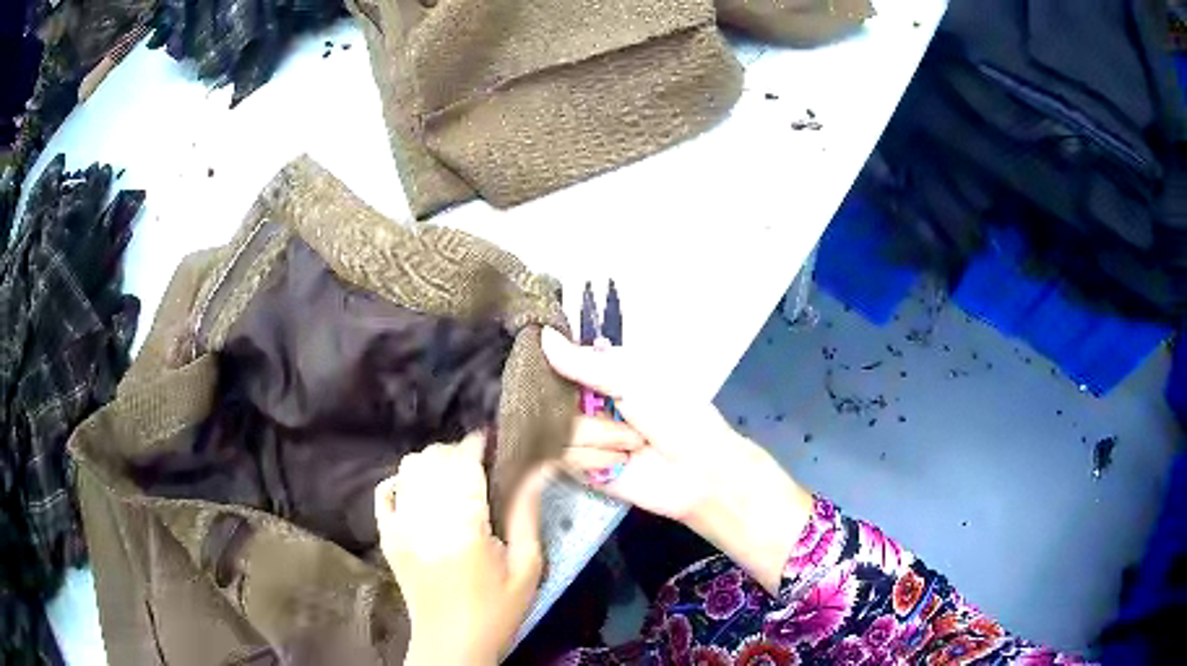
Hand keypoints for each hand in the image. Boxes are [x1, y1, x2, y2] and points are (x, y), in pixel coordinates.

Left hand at [374, 434, 550, 664]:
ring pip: (409, 468)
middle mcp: (425, 520)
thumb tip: (538, 467)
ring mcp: (399, 527)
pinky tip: (423, 491)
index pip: (462, 463)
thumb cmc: (497, 609)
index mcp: (463, 528)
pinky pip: (385, 491)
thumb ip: (527, 513)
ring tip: (454, 479)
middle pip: (433, 459)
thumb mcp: (527, 566)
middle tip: (479, 465)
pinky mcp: (387, 536)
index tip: (493, 442)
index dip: (476, 444)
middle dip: (457, 452)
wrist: (452, 644)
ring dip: (433, 463)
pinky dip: (402, 481)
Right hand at [542, 328, 813, 591]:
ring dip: (595, 436)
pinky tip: (618, 461)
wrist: (699, 473)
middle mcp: (587, 402)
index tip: (535, 360)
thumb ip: (584, 364)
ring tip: (631, 442)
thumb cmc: (677, 416)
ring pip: (554, 428)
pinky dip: (591, 458)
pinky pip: (560, 458)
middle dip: (577, 406)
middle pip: (548, 396)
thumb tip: (542, 335)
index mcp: (604, 373)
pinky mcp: (579, 468)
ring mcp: (581, 435)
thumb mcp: (633, 380)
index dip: (548, 362)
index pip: (559, 361)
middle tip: (608, 410)